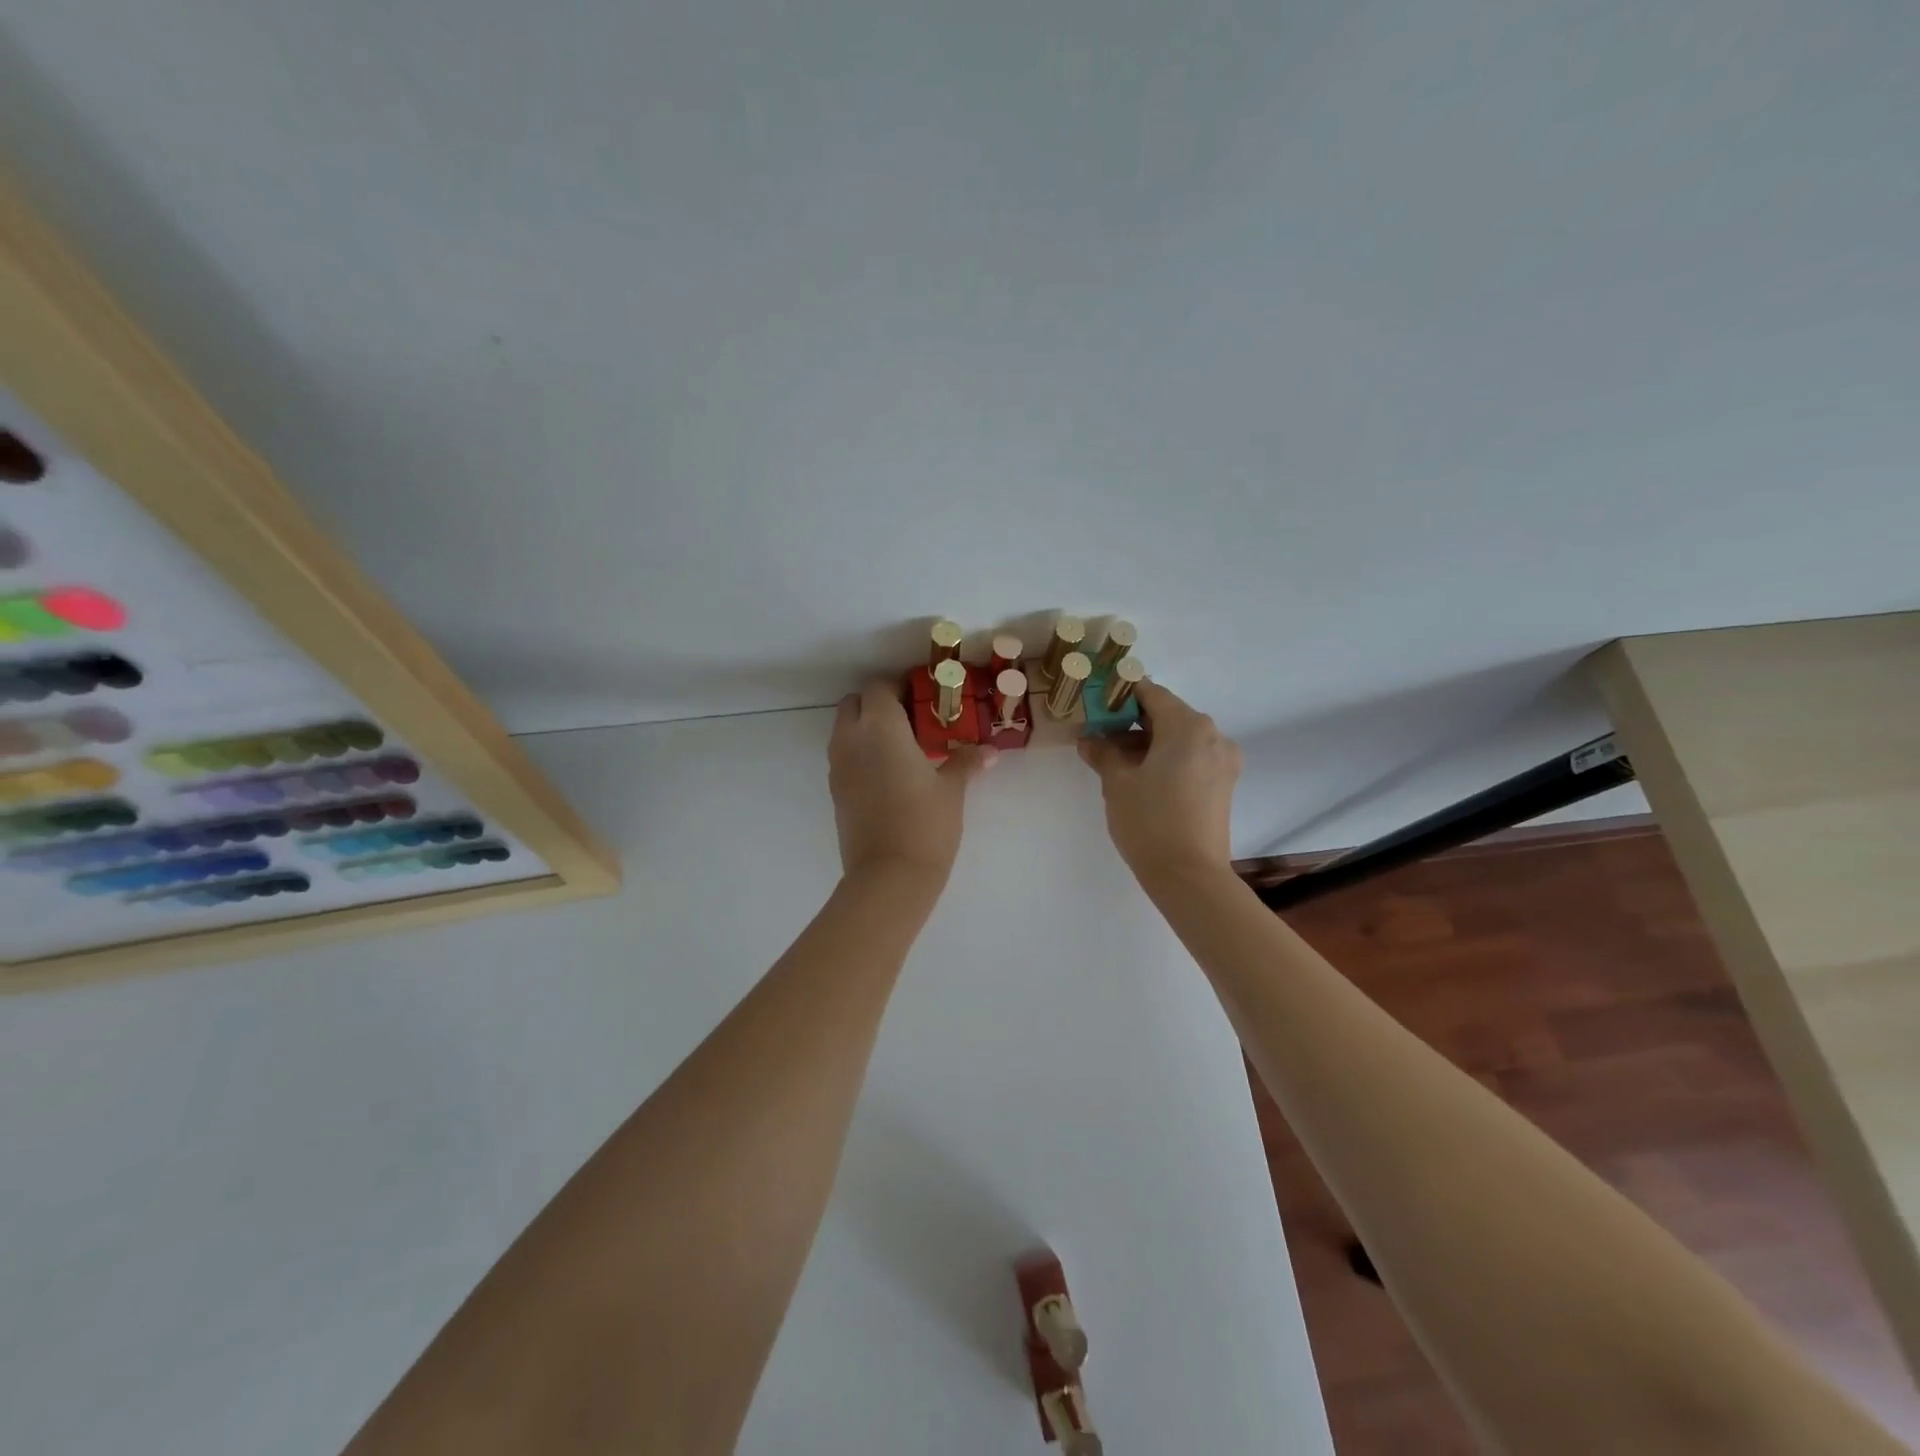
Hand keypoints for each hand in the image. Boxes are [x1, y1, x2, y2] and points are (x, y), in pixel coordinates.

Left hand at [829, 681, 994, 880]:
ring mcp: (838, 766)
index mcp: (881, 727)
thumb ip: (965, 763)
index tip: (923, 697)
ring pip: (844, 729)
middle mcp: (852, 739)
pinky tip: (888, 773)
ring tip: (901, 746)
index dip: (899, 687)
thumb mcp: (951, 790)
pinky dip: (860, 752)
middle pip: (854, 703)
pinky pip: (844, 756)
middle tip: (910, 719)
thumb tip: (989, 752)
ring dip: (866, 727)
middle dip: (877, 704)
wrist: (889, 876)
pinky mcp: (835, 791)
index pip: (879, 688)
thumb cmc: (925, 824)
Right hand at [1078, 681, 1240, 882]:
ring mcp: (1222, 761)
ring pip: (1179, 738)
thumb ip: (1103, 752)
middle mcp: (1213, 735)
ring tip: (1114, 759)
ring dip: (1148, 741)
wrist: (1189, 876)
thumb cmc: (1149, 821)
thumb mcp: (1117, 782)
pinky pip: (1191, 757)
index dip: (1120, 693)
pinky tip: (1140, 775)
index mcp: (1188, 726)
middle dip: (1132, 720)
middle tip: (1099, 732)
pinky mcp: (1223, 784)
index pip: (1150, 693)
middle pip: (1167, 714)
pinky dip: (1166, 758)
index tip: (1096, 700)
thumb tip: (1090, 739)